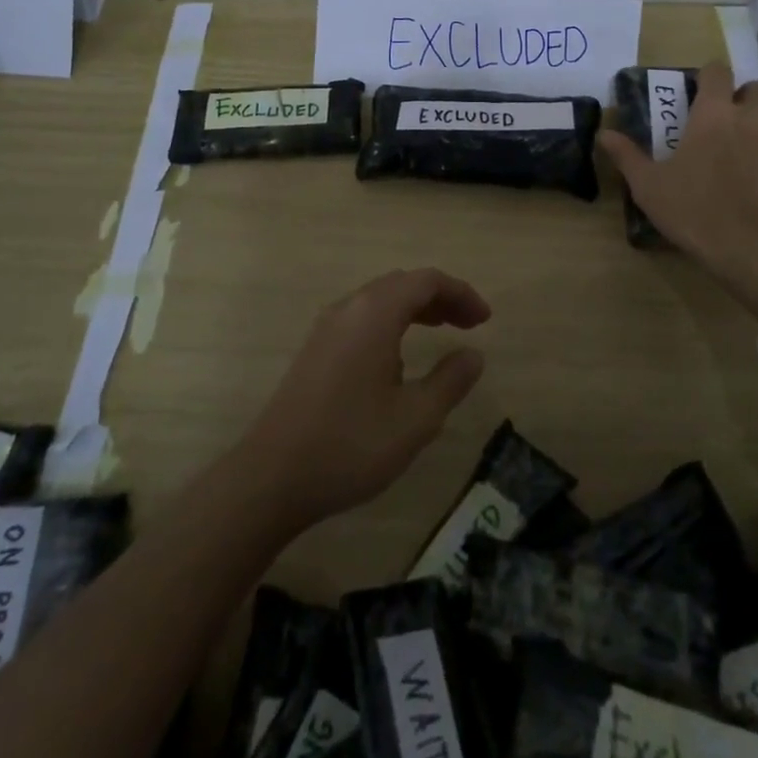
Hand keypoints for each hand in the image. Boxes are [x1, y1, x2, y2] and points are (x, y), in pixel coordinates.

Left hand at [236, 268, 489, 532]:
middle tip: (468, 324)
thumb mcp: (415, 419)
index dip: (461, 293)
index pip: (426, 281)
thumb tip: (473, 355)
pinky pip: (361, 317)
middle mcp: (349, 308)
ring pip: (380, 299)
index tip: (485, 320)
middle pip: (402, 284)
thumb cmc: (351, 445)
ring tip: (441, 332)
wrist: (272, 477)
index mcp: (375, 313)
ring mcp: (327, 327)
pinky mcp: (315, 349)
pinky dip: (391, 322)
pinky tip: (398, 358)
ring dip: (414, 308)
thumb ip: (450, 381)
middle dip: (440, 297)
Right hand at [598, 63, 757, 264]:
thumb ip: (627, 156)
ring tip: (743, 141)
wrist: (749, 248)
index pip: (717, 72)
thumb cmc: (692, 209)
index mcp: (713, 115)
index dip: (707, 76)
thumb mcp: (648, 185)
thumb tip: (604, 134)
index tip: (696, 91)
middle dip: (739, 95)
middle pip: (754, 88)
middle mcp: (750, 119)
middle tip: (721, 117)